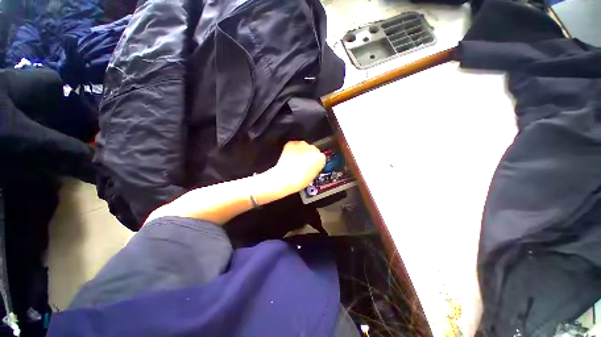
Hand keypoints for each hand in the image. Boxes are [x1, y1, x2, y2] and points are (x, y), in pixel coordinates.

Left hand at [269, 141, 325, 194]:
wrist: (286, 178)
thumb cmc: (299, 180)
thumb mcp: (313, 176)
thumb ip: (315, 167)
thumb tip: (311, 165)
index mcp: (321, 158)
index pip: (320, 157)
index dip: (314, 161)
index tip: (310, 163)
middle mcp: (313, 149)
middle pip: (312, 150)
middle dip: (307, 155)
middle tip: (301, 163)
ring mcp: (302, 145)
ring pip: (302, 146)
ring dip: (299, 152)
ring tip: (294, 161)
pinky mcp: (292, 143)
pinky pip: (292, 145)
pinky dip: (291, 150)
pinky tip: (289, 157)